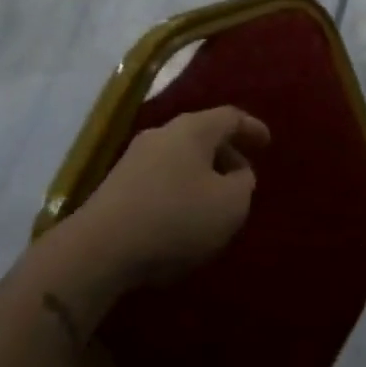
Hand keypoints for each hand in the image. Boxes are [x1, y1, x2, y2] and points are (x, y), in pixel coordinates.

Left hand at [63, 107, 266, 290]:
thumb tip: (237, 174)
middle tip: (243, 177)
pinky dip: (179, 190)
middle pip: (203, 136)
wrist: (98, 250)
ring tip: (214, 201)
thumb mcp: (230, 205)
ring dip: (201, 175)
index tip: (267, 143)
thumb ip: (243, 184)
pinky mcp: (116, 186)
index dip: (252, 128)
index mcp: (193, 129)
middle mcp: (162, 134)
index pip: (230, 117)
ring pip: (180, 158)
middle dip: (226, 154)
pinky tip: (182, 218)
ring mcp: (134, 158)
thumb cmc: (176, 218)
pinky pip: (160, 178)